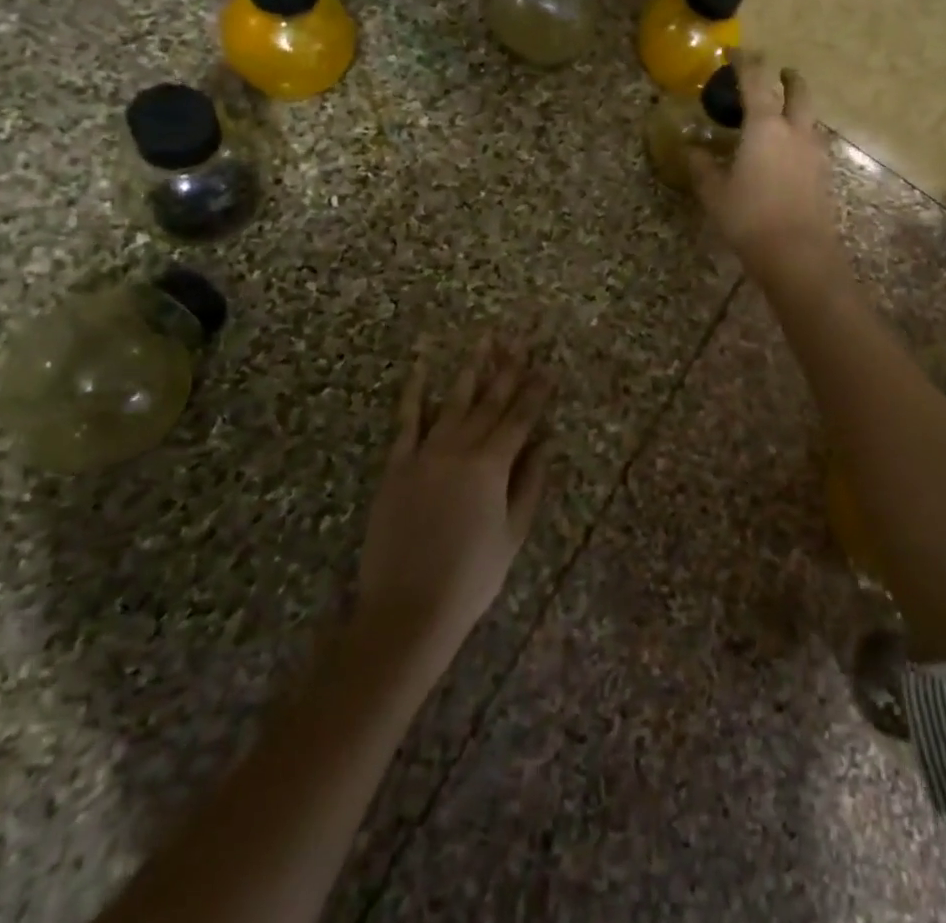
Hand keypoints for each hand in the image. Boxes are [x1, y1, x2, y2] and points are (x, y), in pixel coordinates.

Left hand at [355, 336, 554, 667]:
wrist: (407, 607)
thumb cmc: (470, 576)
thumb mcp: (512, 534)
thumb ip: (530, 484)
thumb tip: (546, 443)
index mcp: (492, 467)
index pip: (520, 419)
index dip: (536, 392)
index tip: (548, 368)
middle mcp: (460, 449)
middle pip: (489, 402)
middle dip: (508, 368)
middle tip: (520, 338)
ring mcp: (425, 454)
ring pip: (453, 402)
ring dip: (471, 369)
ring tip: (484, 340)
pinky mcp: (397, 465)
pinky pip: (407, 421)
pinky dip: (415, 393)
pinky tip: (421, 368)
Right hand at [690, 55, 843, 285]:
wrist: (797, 254)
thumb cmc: (749, 217)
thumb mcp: (715, 193)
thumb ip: (702, 167)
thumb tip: (690, 150)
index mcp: (765, 127)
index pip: (756, 82)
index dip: (746, 63)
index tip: (737, 52)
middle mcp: (794, 132)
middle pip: (799, 93)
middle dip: (789, 78)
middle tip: (780, 72)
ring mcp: (814, 153)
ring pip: (810, 118)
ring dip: (798, 108)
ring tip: (782, 114)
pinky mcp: (823, 176)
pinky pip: (813, 143)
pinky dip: (801, 136)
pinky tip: (789, 152)